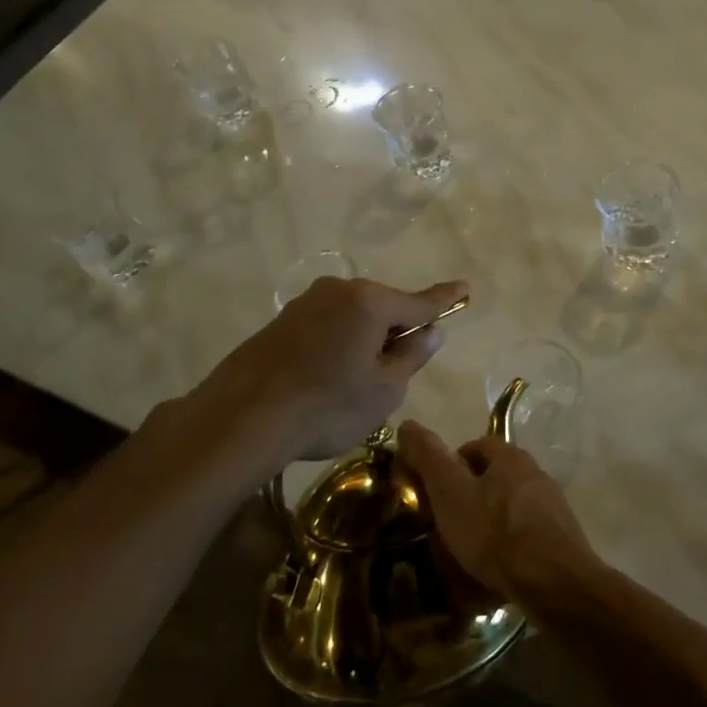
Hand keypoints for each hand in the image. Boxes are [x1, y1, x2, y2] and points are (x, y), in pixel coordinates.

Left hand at [179, 277, 466, 467]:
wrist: (241, 419)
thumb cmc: (327, 406)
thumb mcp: (384, 389)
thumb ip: (412, 356)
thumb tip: (430, 332)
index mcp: (369, 302)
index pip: (419, 302)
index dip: (444, 300)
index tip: (464, 287)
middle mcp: (337, 291)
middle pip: (383, 308)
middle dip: (396, 331)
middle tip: (397, 370)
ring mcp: (305, 303)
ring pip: (352, 318)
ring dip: (364, 340)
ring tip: (356, 383)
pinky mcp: (281, 322)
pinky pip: (325, 327)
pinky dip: (337, 345)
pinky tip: (326, 379)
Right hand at [396, 422, 598, 608]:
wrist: (554, 582)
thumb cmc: (495, 532)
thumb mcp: (450, 493)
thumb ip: (429, 459)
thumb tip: (406, 424)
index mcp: (511, 457)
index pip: (477, 446)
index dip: (452, 464)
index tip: (435, 491)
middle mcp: (536, 474)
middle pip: (496, 477)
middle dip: (471, 496)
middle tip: (448, 523)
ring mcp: (553, 508)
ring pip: (511, 507)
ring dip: (490, 523)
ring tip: (468, 552)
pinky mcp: (561, 539)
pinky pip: (525, 536)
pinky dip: (508, 547)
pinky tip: (495, 571)